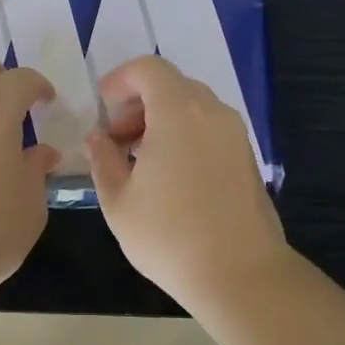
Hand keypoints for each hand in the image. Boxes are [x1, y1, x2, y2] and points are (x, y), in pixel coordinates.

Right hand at [85, 56, 289, 311]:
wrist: (240, 275)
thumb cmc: (170, 236)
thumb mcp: (119, 202)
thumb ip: (103, 160)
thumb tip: (97, 139)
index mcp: (178, 113)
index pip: (149, 69)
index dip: (120, 80)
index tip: (102, 109)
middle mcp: (212, 113)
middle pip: (171, 85)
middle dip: (138, 103)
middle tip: (117, 140)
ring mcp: (235, 134)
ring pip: (192, 107)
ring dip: (161, 121)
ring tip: (140, 161)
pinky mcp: (247, 157)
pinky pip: (209, 128)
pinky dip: (185, 135)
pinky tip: (170, 176)